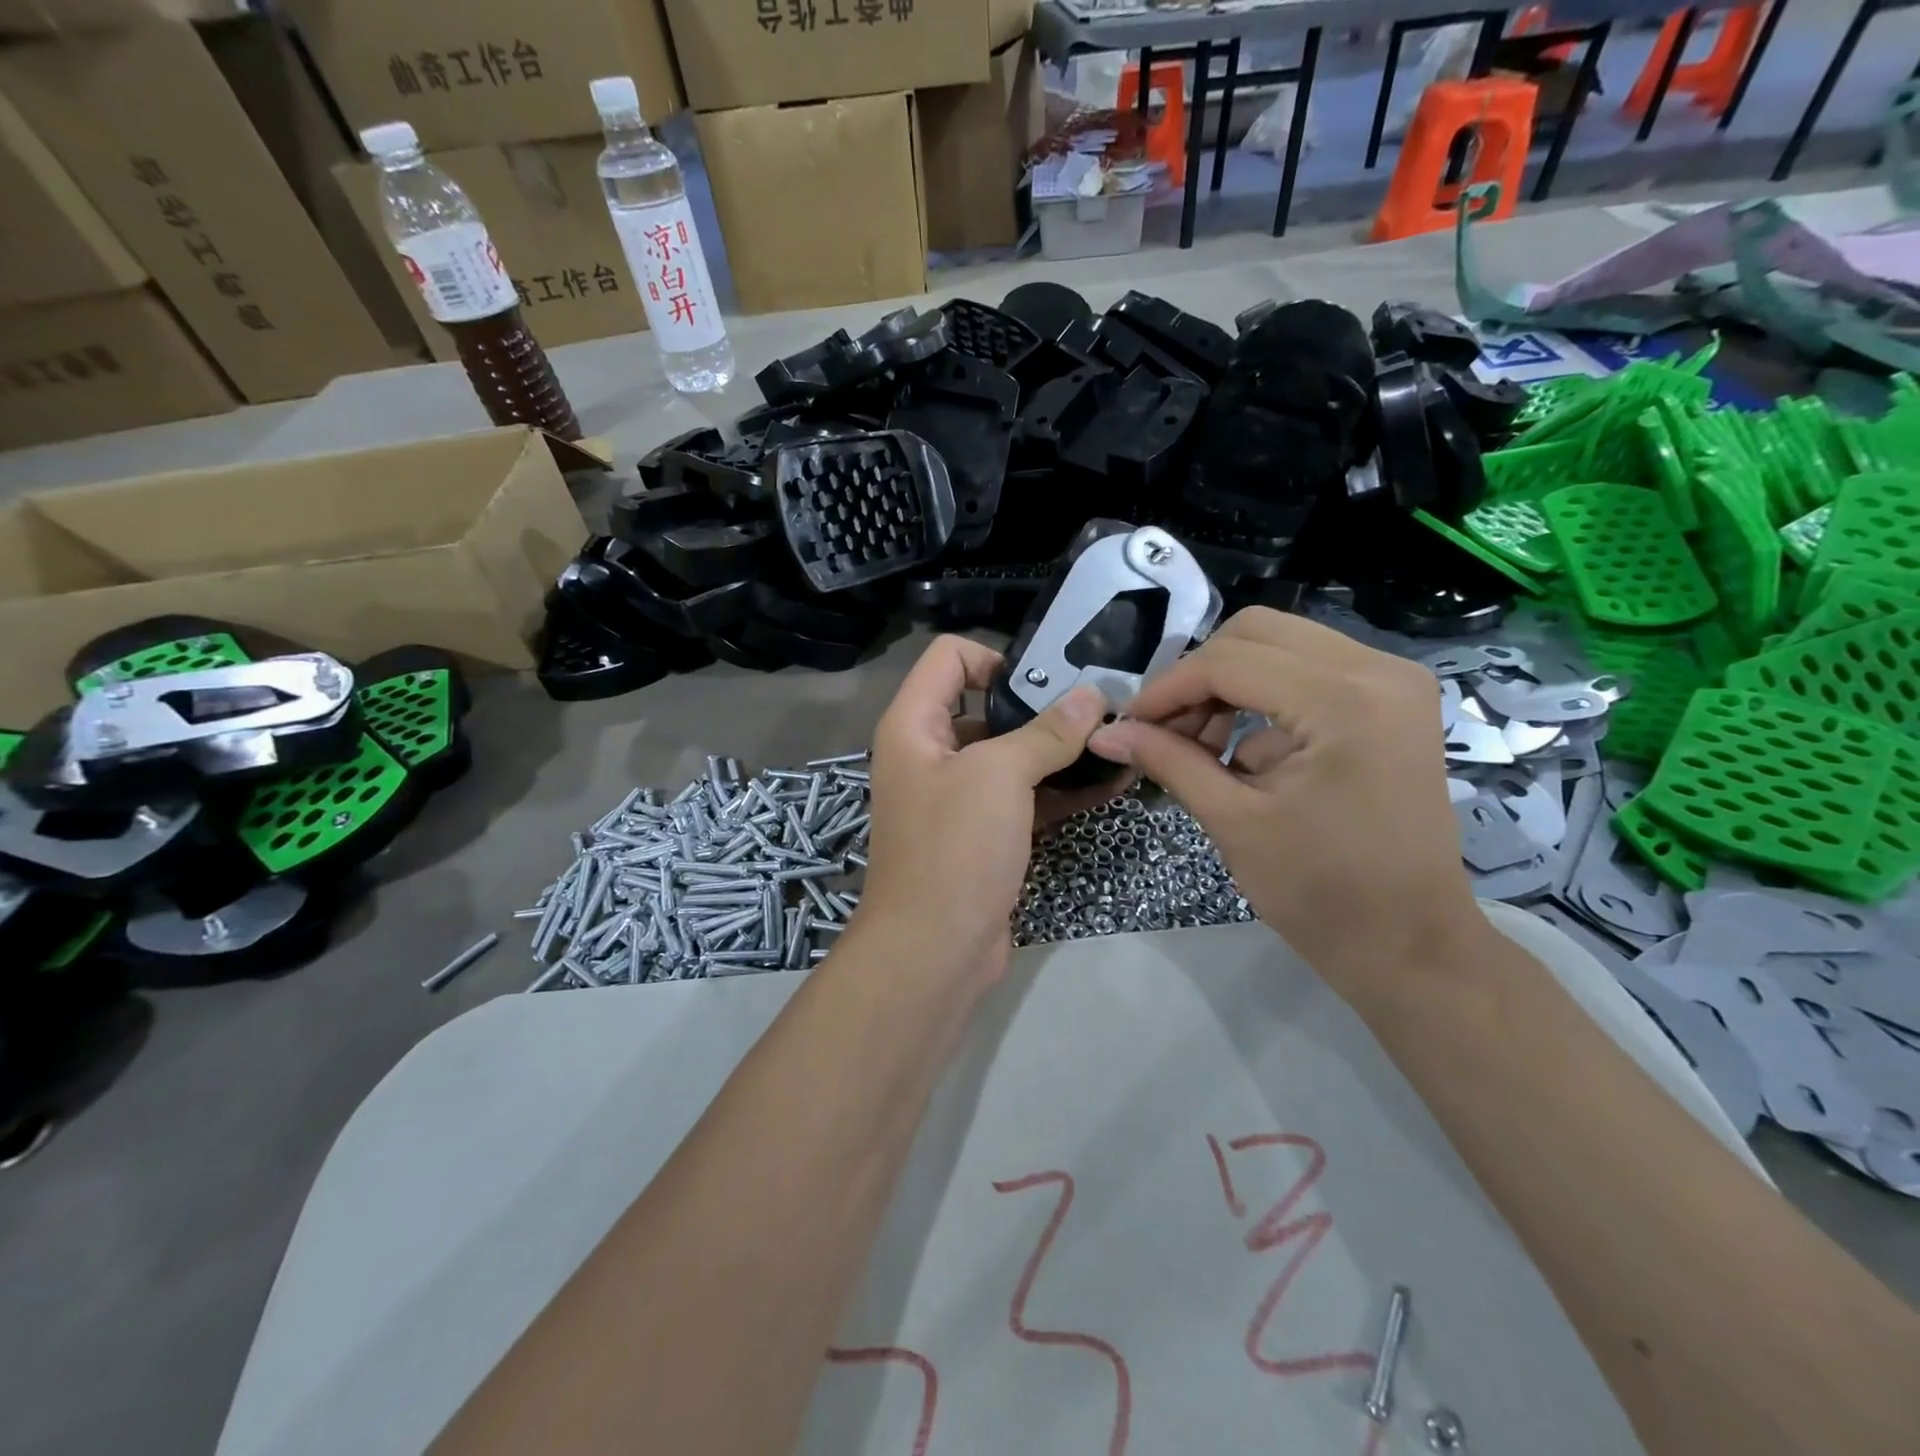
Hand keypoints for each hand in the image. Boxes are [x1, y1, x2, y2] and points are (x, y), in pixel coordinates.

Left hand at [850, 636, 1112, 990]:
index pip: (949, 658)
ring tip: (1115, 740)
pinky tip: (1110, 783)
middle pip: (984, 705)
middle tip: (1097, 708)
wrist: (935, 951)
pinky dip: (1060, 788)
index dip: (996, 658)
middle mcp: (929, 754)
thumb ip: (1047, 731)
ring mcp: (957, 797)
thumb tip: (1091, 694)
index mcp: (913, 725)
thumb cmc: (955, 848)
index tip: (1045, 682)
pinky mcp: (983, 834)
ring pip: (1010, 755)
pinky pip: (1023, 796)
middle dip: (1040, 705)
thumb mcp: (1000, 776)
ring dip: (1058, 749)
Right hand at [1088, 609, 1484, 1003]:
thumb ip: (1168, 761)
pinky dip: (1263, 698)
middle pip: (1256, 633)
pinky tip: (1243, 753)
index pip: (1229, 662)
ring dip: (1228, 684)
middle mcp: (1378, 669)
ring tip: (1200, 745)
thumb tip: (1105, 732)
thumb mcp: (1233, 822)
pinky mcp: (1393, 700)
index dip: (1167, 689)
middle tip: (1166, 730)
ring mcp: (1393, 680)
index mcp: (1343, 700)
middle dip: (1198, 677)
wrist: (1411, 943)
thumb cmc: (1322, 893)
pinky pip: (1309, 670)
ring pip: (1281, 644)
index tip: (1129, 724)